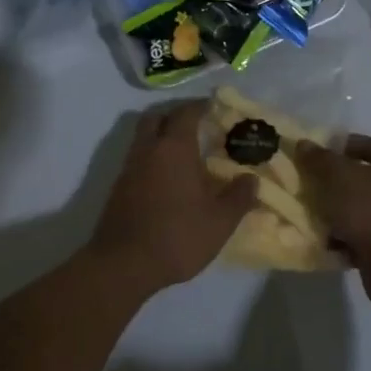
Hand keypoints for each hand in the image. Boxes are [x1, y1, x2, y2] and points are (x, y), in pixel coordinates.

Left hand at [88, 101, 257, 294]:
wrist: (122, 264)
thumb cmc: (176, 236)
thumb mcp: (219, 222)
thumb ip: (238, 197)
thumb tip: (251, 179)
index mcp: (174, 148)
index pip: (186, 113)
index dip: (201, 106)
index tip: (215, 107)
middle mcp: (149, 149)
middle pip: (157, 117)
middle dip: (175, 116)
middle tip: (197, 126)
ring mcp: (129, 167)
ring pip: (144, 138)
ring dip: (161, 137)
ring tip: (184, 154)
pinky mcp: (118, 187)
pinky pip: (137, 159)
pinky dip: (152, 158)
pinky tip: (167, 179)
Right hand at [295, 134, 370, 308]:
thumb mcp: (339, 176)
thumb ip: (319, 159)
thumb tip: (303, 144)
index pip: (362, 144)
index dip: (334, 146)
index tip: (309, 155)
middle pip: (357, 177)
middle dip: (329, 182)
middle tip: (303, 185)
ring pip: (355, 208)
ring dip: (332, 211)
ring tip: (307, 213)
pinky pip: (357, 235)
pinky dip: (340, 237)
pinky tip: (320, 239)